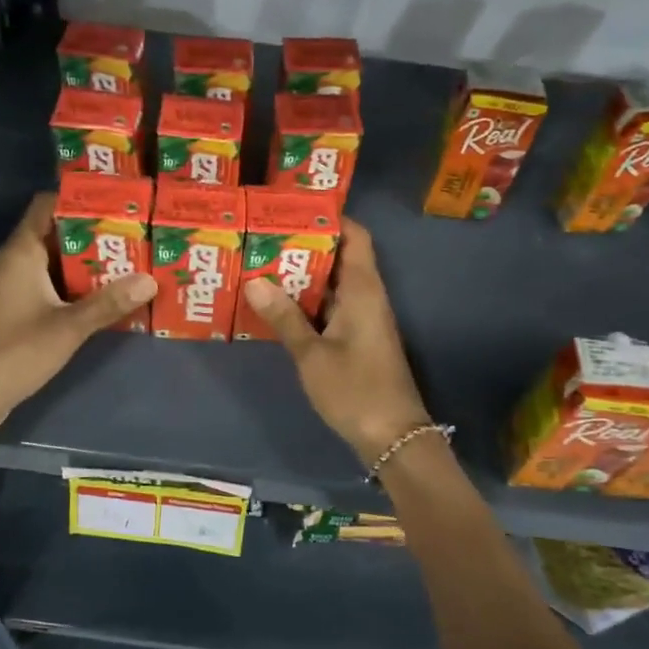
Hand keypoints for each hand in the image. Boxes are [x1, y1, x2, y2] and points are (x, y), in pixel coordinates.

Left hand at [0, 193, 157, 436]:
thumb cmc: (14, 352)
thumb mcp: (68, 327)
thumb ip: (109, 303)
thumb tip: (150, 280)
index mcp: (22, 252)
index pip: (48, 205)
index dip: (80, 199)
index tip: (118, 203)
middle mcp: (16, 262)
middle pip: (58, 234)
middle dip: (95, 234)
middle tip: (137, 236)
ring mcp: (14, 287)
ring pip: (57, 263)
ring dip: (89, 264)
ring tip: (131, 263)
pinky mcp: (17, 310)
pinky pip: (51, 286)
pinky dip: (77, 287)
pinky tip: (107, 298)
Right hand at [244, 218, 431, 463]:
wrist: (393, 438)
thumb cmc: (355, 390)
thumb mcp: (312, 354)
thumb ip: (284, 317)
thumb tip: (255, 281)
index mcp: (363, 289)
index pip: (355, 236)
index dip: (330, 219)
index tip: (294, 211)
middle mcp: (367, 296)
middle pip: (339, 257)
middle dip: (304, 247)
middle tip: (263, 239)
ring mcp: (364, 319)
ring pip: (333, 284)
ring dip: (303, 277)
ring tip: (262, 266)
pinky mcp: (359, 339)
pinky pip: (332, 307)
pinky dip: (308, 302)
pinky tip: (278, 306)